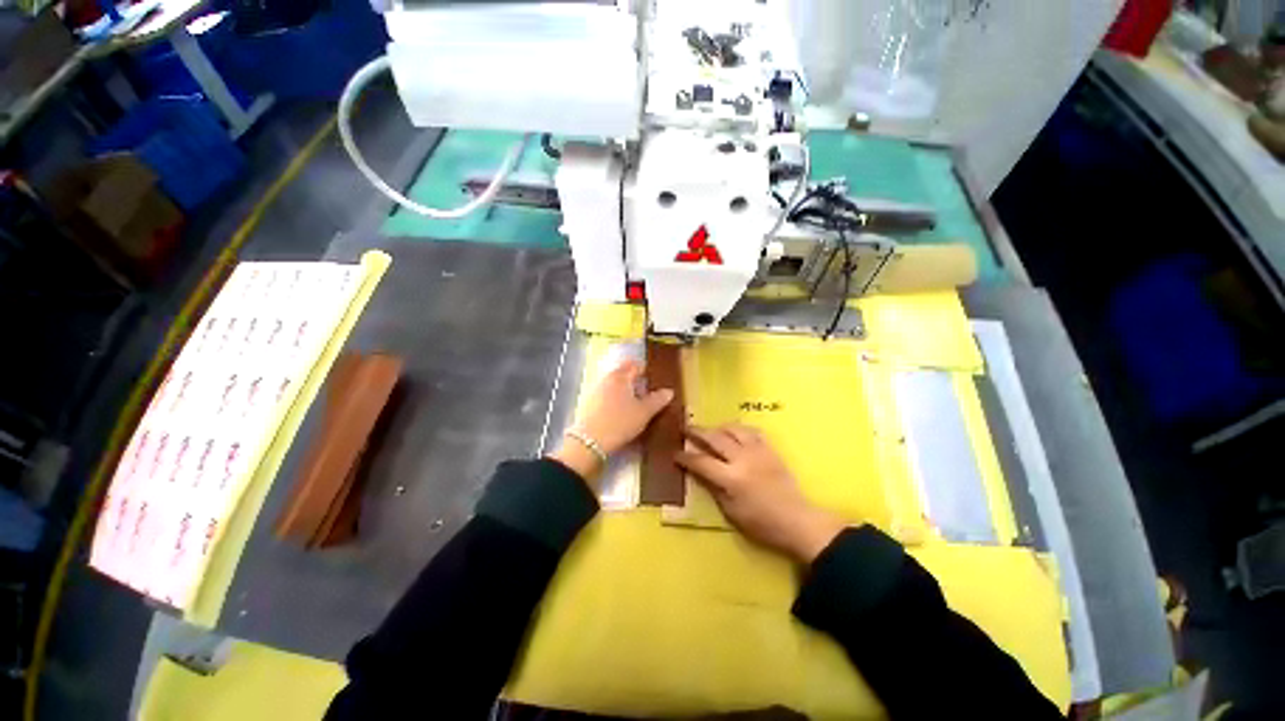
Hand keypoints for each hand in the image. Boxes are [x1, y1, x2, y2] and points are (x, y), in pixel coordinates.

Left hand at [550, 359, 673, 479]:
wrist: (589, 442)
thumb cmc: (620, 422)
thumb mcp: (644, 413)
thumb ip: (657, 400)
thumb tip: (669, 391)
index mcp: (620, 376)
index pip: (635, 365)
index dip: (646, 371)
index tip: (654, 380)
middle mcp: (606, 378)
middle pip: (623, 373)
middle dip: (634, 380)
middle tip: (646, 393)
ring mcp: (594, 390)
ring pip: (613, 384)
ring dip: (624, 390)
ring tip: (634, 404)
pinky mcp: (587, 403)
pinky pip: (605, 395)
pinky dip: (614, 399)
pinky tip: (618, 412)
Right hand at [676, 425, 845, 563]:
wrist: (797, 520)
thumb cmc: (761, 523)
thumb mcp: (731, 512)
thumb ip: (713, 488)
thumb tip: (698, 472)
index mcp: (731, 478)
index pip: (701, 462)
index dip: (685, 457)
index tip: (675, 453)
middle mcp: (742, 459)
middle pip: (715, 438)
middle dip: (697, 431)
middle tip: (686, 428)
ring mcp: (757, 451)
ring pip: (733, 429)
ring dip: (718, 427)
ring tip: (710, 429)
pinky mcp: (770, 449)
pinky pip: (752, 431)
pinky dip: (739, 429)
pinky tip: (735, 432)